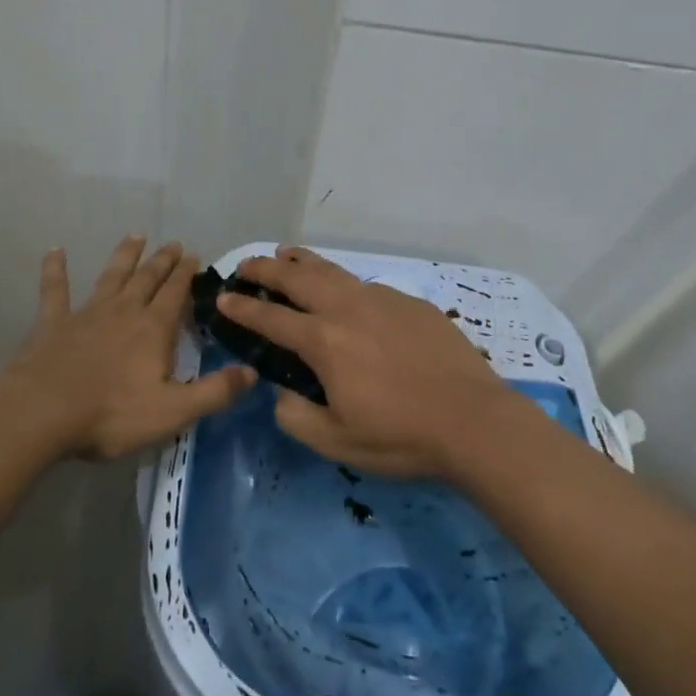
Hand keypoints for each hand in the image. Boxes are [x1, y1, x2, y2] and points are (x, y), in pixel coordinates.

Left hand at [0, 236, 256, 460]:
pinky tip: (55, 250)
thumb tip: (252, 371)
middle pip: (147, 279)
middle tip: (172, 243)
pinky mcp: (52, 323)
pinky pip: (54, 289)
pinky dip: (55, 269)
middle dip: (162, 261)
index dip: (186, 275)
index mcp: (153, 329)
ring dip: (124, 256)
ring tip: (135, 235)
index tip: (194, 254)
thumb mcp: (173, 411)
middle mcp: (123, 311)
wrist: (42, 413)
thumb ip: (214, 392)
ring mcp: (85, 313)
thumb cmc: (111, 415)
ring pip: (111, 276)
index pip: (175, 294)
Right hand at [220, 247, 527, 480]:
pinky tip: (344, 290)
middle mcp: (346, 309)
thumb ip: (296, 416)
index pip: (270, 318)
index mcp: (323, 341)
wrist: (473, 420)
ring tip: (286, 254)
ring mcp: (381, 300)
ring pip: (332, 270)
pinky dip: (342, 280)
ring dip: (302, 261)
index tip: (222, 297)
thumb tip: (283, 394)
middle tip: (246, 265)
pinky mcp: (410, 303)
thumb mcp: (336, 441)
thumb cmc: (401, 436)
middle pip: (297, 277)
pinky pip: (364, 285)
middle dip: (266, 268)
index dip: (242, 308)